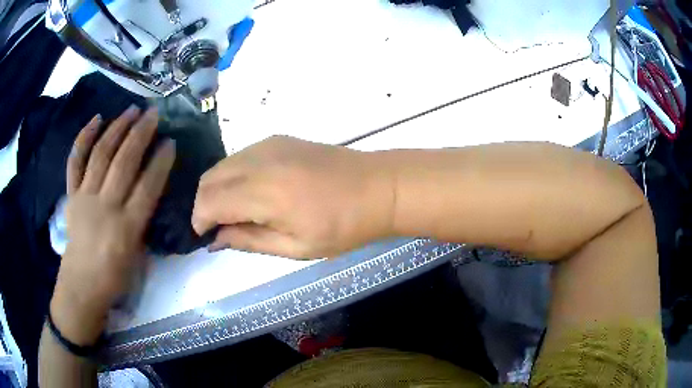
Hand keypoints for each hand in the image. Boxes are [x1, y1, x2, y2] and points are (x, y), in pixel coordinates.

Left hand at [51, 106, 174, 344]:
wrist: (82, 284)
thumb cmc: (115, 276)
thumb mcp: (137, 255)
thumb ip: (142, 220)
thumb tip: (148, 189)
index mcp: (126, 229)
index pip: (147, 187)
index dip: (160, 161)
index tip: (170, 141)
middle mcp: (105, 208)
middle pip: (124, 163)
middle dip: (140, 134)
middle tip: (153, 114)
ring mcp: (85, 198)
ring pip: (101, 155)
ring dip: (117, 128)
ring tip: (131, 110)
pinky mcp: (72, 195)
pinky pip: (75, 162)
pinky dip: (84, 138)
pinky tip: (96, 119)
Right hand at [192, 136, 394, 258]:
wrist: (379, 187)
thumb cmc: (343, 227)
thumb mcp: (296, 247)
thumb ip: (249, 241)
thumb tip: (216, 239)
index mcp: (265, 193)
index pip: (210, 201)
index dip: (200, 220)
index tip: (206, 236)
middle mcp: (260, 162)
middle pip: (209, 179)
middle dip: (204, 204)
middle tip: (219, 227)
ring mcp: (269, 145)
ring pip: (222, 165)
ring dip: (217, 189)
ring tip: (234, 212)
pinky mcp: (278, 139)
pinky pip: (240, 156)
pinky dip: (233, 175)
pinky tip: (249, 192)